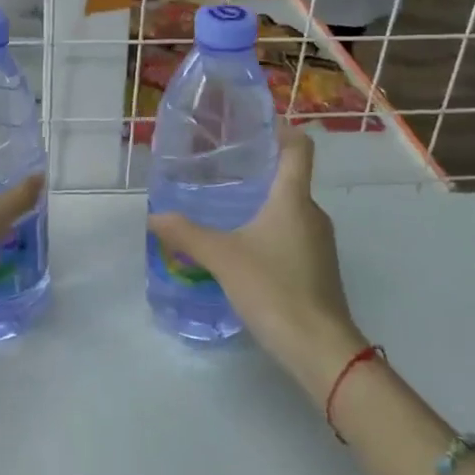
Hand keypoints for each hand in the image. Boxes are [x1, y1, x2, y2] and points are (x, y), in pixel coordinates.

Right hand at [148, 126, 366, 397]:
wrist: (320, 348)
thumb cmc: (274, 288)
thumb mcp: (223, 258)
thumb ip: (187, 235)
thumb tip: (154, 216)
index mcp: (294, 199)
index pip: (299, 148)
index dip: (282, 131)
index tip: (256, 126)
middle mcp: (313, 214)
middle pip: (291, 179)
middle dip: (260, 171)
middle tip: (222, 170)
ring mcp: (320, 243)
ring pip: (291, 210)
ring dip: (264, 205)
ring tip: (227, 208)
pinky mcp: (319, 268)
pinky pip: (293, 236)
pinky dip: (271, 232)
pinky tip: (244, 249)